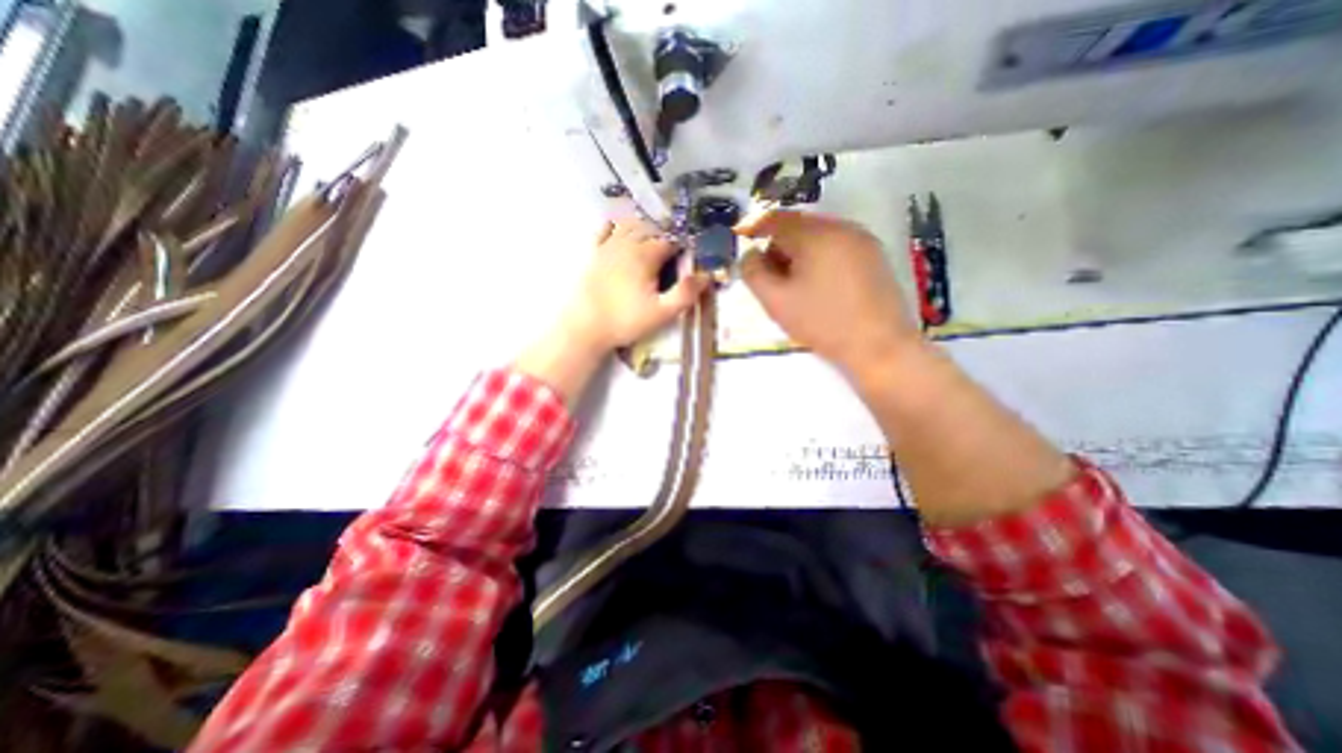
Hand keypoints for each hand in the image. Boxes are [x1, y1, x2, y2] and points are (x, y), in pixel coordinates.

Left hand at [522, 218, 711, 405]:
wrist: (585, 327)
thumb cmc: (625, 321)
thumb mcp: (662, 313)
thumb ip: (685, 294)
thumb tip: (706, 276)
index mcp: (645, 255)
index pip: (670, 241)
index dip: (683, 246)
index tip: (689, 256)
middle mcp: (627, 244)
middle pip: (651, 229)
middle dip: (666, 235)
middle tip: (674, 251)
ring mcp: (608, 246)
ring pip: (629, 225)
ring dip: (644, 228)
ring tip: (653, 238)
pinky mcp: (594, 254)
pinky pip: (605, 230)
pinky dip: (616, 226)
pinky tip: (620, 229)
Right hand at [733, 208, 922, 376]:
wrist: (879, 346)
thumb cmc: (823, 323)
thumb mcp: (776, 301)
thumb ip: (753, 273)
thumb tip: (748, 254)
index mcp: (816, 235)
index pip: (776, 220)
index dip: (755, 229)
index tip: (743, 243)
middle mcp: (841, 228)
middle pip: (798, 226)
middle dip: (778, 246)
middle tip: (770, 277)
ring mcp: (862, 240)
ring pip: (818, 236)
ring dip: (798, 253)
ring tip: (795, 285)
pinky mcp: (874, 255)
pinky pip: (836, 245)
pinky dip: (819, 257)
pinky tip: (819, 285)